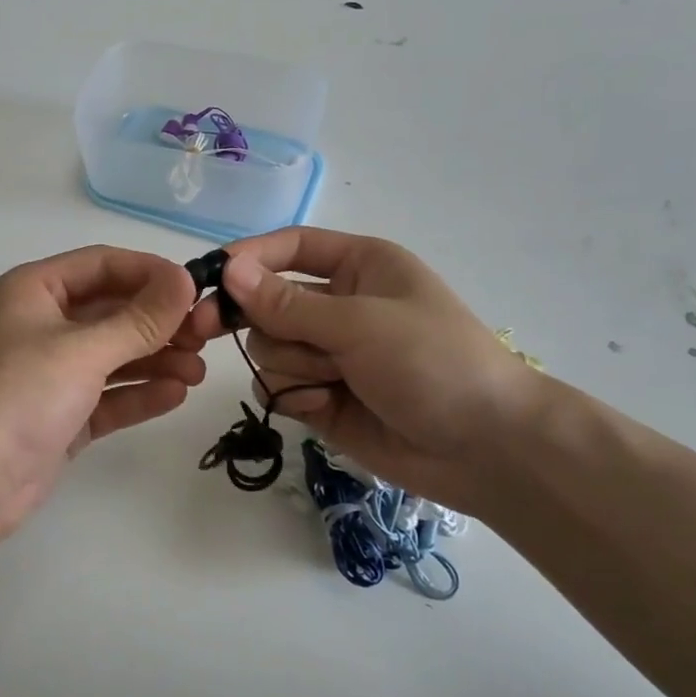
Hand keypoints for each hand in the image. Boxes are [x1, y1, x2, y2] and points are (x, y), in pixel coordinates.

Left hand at [0, 246, 203, 548]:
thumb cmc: (18, 396)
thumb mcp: (82, 350)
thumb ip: (139, 319)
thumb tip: (185, 280)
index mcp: (34, 291)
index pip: (102, 265)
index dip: (150, 272)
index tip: (195, 288)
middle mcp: (41, 325)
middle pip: (111, 311)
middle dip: (158, 323)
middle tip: (206, 336)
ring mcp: (50, 374)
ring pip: (112, 356)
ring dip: (155, 360)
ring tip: (198, 372)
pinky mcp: (59, 417)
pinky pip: (107, 396)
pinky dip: (138, 394)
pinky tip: (175, 395)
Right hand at [179, 228, 546, 515]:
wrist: (488, 448)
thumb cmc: (433, 361)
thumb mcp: (361, 322)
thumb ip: (289, 303)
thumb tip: (228, 270)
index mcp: (359, 267)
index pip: (290, 248)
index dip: (248, 257)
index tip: (207, 277)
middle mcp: (339, 305)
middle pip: (267, 302)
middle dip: (261, 321)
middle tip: (207, 329)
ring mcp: (330, 354)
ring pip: (268, 348)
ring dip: (290, 364)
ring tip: (332, 381)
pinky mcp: (322, 397)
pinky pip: (278, 386)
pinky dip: (294, 395)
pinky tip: (325, 406)